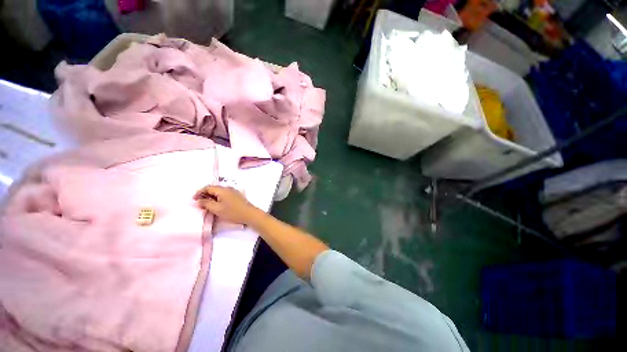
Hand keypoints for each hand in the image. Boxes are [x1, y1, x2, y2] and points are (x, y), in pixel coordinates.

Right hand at [193, 186, 262, 224]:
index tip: (194, 200)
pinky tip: (216, 205)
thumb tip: (199, 200)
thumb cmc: (233, 212)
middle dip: (205, 195)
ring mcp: (233, 192)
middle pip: (213, 189)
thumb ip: (206, 203)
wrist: (249, 214)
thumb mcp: (217, 209)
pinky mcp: (236, 196)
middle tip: (199, 203)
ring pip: (219, 192)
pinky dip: (218, 198)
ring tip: (207, 205)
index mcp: (222, 190)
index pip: (208, 187)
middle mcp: (228, 188)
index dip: (199, 193)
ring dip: (211, 197)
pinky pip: (224, 195)